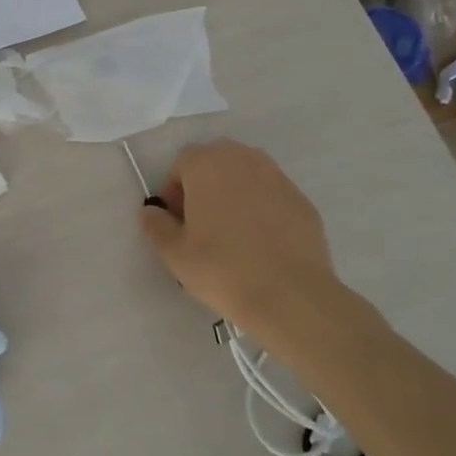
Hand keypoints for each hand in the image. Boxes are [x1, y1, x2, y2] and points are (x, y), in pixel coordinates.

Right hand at [138, 139, 341, 350]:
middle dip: (203, 185)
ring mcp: (278, 178)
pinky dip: (261, 209)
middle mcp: (244, 160)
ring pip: (246, 176)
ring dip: (233, 194)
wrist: (290, 295)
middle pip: (215, 162)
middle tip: (200, 224)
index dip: (174, 189)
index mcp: (207, 165)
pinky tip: (260, 242)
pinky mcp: (302, 200)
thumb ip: (155, 225)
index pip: (182, 162)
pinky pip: (271, 195)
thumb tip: (152, 211)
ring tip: (231, 232)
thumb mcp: (174, 252)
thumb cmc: (222, 268)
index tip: (176, 220)